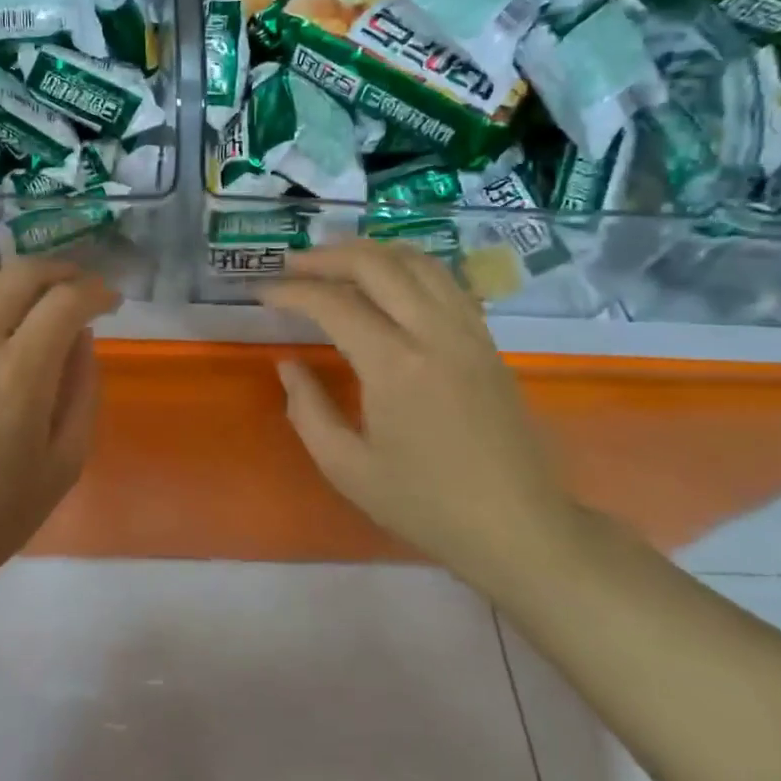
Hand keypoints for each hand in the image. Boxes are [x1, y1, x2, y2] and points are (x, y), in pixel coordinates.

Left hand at [0, 247, 119, 601]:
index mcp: (19, 377)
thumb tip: (80, 335)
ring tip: (20, 286)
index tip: (107, 299)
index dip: (95, 291)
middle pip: (21, 278)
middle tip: (72, 286)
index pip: (66, 303)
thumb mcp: (65, 464)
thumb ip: (82, 391)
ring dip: (5, 271)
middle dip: (58, 272)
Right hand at [260, 241, 580, 583]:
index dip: (292, 292)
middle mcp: (435, 333)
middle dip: (328, 256)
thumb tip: (289, 364)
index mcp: (395, 365)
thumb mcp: (347, 468)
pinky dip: (407, 266)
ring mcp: (469, 332)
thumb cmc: (426, 504)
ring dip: (370, 252)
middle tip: (292, 264)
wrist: (518, 527)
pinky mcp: (487, 341)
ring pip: (418, 261)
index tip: (262, 293)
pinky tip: (388, 282)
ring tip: (335, 261)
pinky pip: (445, 281)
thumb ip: (308, 410)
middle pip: (377, 264)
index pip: (334, 304)